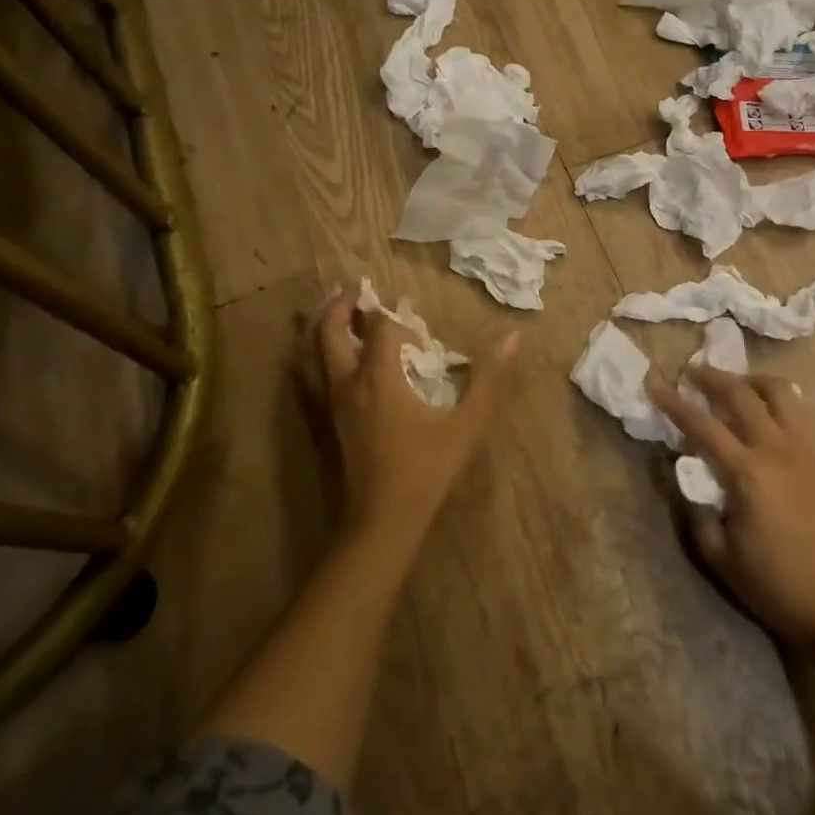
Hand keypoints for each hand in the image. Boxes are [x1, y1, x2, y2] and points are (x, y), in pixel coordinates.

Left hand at [298, 290, 516, 558]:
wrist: (378, 524)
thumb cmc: (425, 472)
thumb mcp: (466, 425)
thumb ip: (490, 379)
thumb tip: (512, 336)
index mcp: (378, 378)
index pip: (379, 326)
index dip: (393, 316)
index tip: (413, 325)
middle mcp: (344, 383)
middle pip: (328, 330)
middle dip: (341, 304)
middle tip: (354, 290)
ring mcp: (325, 405)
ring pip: (305, 352)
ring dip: (315, 325)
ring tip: (329, 311)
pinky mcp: (317, 425)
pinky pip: (301, 379)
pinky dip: (305, 357)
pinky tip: (314, 360)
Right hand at [652, 366, 814, 650]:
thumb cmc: (774, 583)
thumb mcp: (719, 556)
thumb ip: (695, 511)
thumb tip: (688, 475)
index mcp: (748, 473)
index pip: (702, 425)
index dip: (675, 404)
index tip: (656, 386)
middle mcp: (779, 448)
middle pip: (741, 394)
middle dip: (712, 378)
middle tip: (694, 373)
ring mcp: (811, 446)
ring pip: (780, 390)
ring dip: (752, 381)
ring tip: (738, 385)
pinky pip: (806, 410)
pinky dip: (784, 401)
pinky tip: (774, 412)